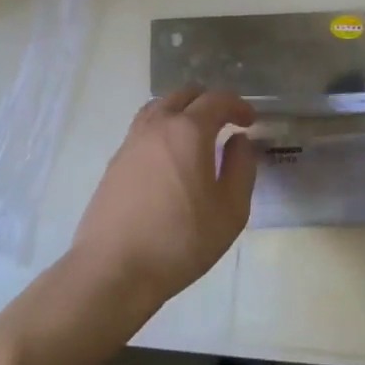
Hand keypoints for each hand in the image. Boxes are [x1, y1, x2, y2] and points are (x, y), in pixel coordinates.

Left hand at [70, 87, 257, 308]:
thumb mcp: (230, 210)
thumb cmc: (180, 241)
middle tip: (226, 121)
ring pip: (159, 107)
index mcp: (189, 131)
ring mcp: (131, 141)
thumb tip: (238, 140)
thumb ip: (241, 167)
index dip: (238, 105)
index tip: (251, 120)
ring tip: (196, 133)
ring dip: (182, 110)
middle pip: (185, 95)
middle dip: (210, 102)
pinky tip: (170, 156)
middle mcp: (158, 125)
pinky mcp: (115, 161)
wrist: (113, 270)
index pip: (217, 100)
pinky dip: (163, 128)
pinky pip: (143, 128)